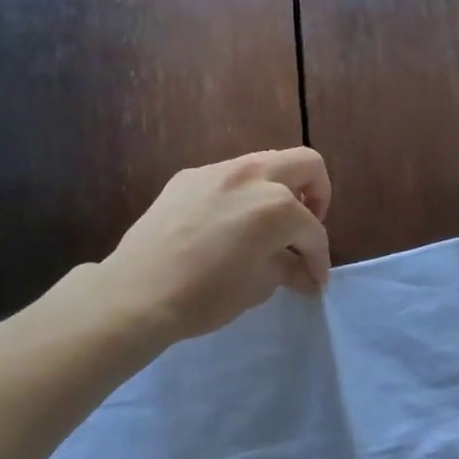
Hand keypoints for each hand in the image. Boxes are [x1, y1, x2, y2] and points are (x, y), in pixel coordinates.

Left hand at [97, 148, 331, 344]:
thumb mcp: (259, 286)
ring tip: (267, 227)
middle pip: (304, 164)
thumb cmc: (206, 295)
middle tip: (303, 230)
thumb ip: (289, 269)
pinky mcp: (187, 177)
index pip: (312, 229)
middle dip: (316, 196)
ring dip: (277, 190)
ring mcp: (216, 171)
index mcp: (277, 204)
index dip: (319, 258)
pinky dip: (241, 195)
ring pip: (264, 165)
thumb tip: (306, 274)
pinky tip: (227, 226)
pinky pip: (228, 177)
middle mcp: (252, 175)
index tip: (315, 279)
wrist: (139, 292)